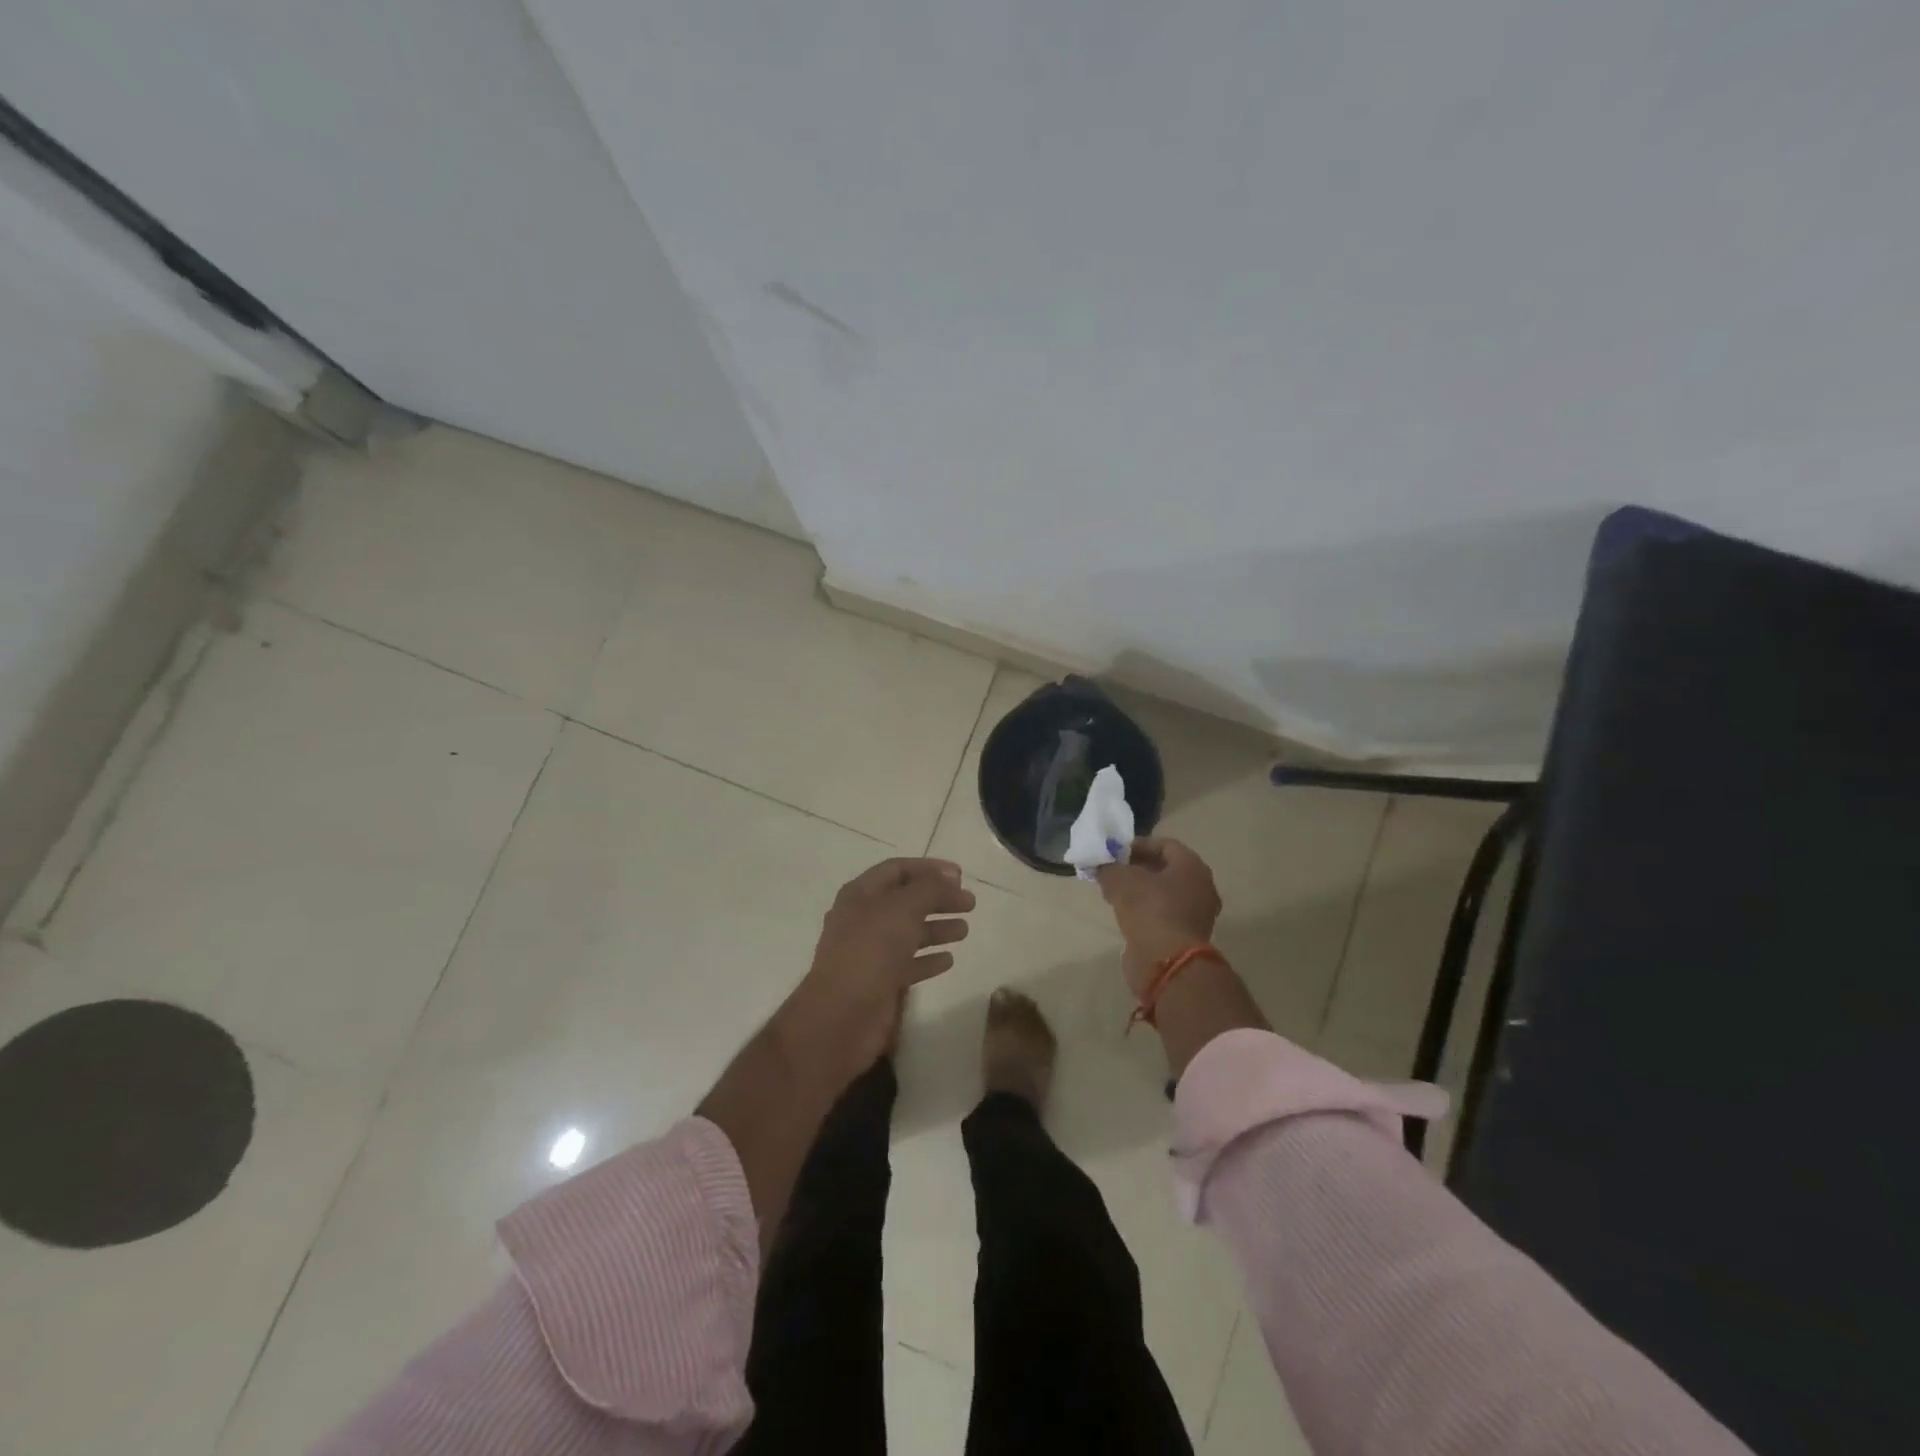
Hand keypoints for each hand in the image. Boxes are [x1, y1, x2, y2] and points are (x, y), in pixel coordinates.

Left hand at [785, 857, 974, 1074]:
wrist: (841, 1016)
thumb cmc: (871, 951)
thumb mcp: (903, 908)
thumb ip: (930, 889)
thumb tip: (950, 879)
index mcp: (861, 894)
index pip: (897, 869)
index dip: (929, 868)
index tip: (960, 875)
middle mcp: (863, 919)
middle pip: (906, 901)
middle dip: (939, 899)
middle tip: (970, 903)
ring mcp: (870, 953)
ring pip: (909, 933)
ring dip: (937, 928)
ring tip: (964, 930)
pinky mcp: (879, 983)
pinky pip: (908, 964)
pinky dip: (929, 959)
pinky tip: (949, 960)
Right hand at [1096, 837, 1221, 995]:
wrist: (1166, 962)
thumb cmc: (1149, 910)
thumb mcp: (1121, 880)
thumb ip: (1109, 868)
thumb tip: (1102, 866)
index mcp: (1192, 867)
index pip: (1165, 845)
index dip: (1138, 845)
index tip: (1115, 852)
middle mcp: (1201, 887)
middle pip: (1166, 869)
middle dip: (1138, 867)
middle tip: (1113, 870)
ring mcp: (1196, 914)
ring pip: (1165, 893)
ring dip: (1141, 890)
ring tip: (1114, 892)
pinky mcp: (1186, 936)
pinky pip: (1164, 913)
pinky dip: (1146, 910)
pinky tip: (1124, 913)